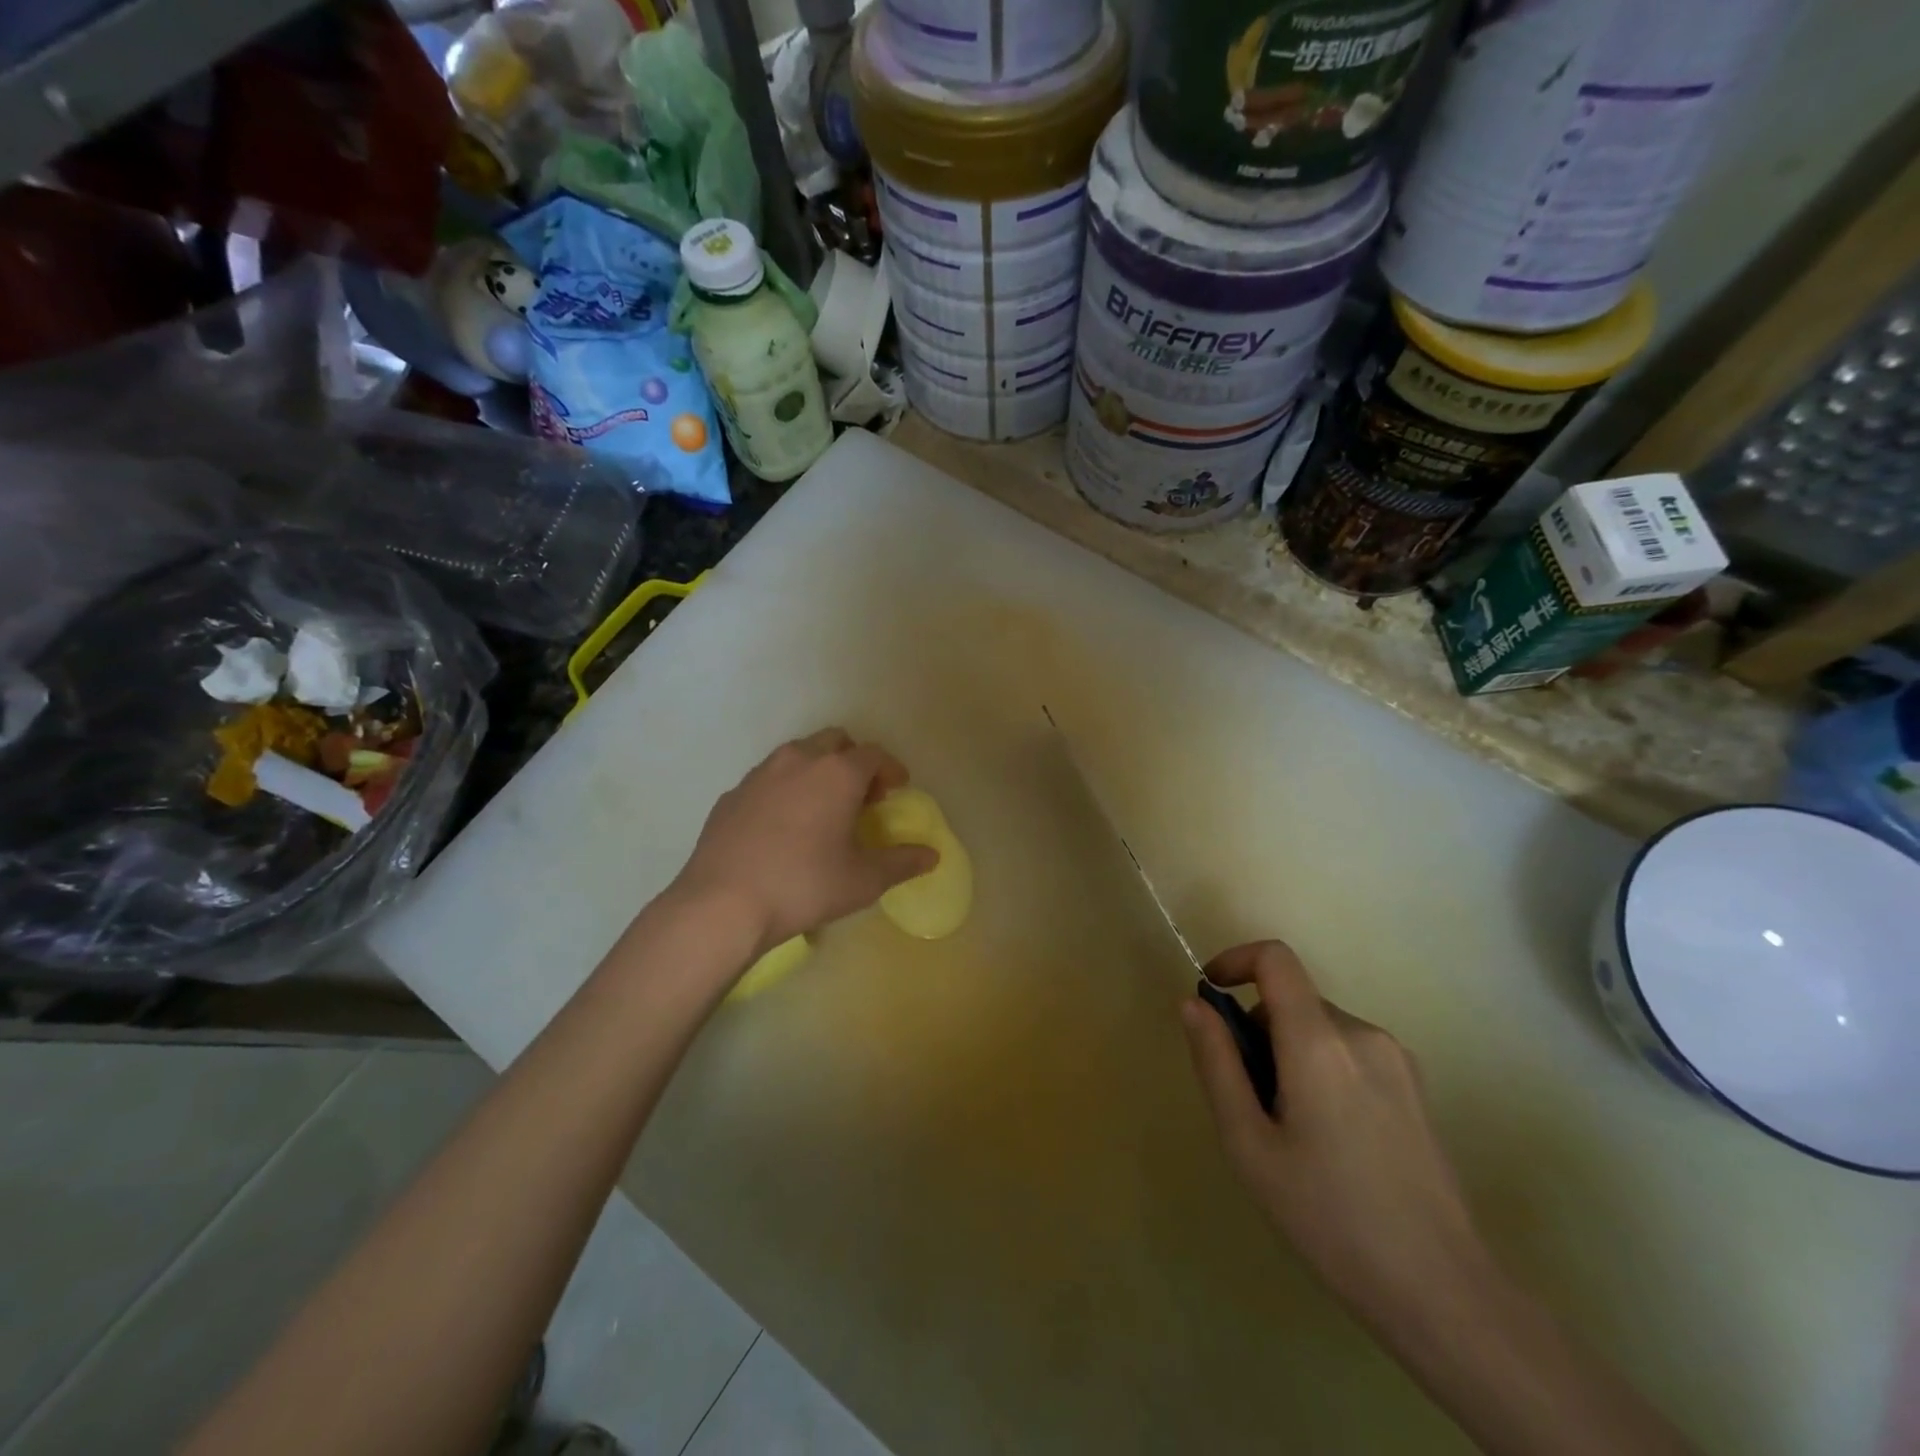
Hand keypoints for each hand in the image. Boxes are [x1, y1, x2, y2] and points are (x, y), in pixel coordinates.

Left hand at [674, 728, 938, 952]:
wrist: (723, 904)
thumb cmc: (804, 885)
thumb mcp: (863, 880)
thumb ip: (902, 863)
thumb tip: (931, 856)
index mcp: (837, 773)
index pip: (874, 754)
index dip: (891, 768)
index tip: (897, 788)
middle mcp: (799, 761)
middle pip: (835, 742)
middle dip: (854, 761)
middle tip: (862, 795)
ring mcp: (759, 774)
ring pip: (798, 755)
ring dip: (818, 770)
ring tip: (823, 807)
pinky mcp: (732, 795)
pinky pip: (768, 779)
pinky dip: (785, 790)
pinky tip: (783, 825)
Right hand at [1181, 941, 1489, 1336]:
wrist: (1443, 1292)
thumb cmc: (1329, 1217)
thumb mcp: (1248, 1144)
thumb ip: (1216, 1063)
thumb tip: (1193, 1004)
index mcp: (1320, 1041)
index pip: (1275, 959)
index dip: (1235, 960)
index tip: (1210, 997)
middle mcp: (1362, 1034)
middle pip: (1292, 1000)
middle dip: (1258, 1031)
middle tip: (1250, 1100)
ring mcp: (1396, 1059)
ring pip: (1320, 1028)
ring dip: (1289, 1053)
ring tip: (1291, 1130)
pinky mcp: (1415, 1085)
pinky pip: (1349, 1051)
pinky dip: (1321, 1068)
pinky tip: (1330, 1140)